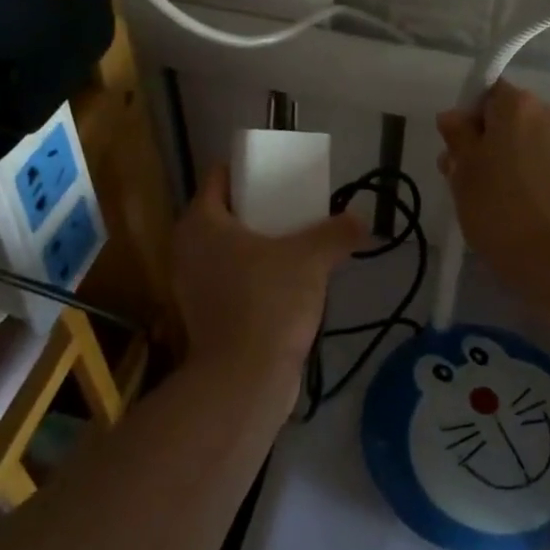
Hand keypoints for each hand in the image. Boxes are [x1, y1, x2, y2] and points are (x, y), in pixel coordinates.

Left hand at [170, 164, 364, 390]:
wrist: (244, 380)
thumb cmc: (268, 302)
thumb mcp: (310, 259)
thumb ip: (337, 233)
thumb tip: (362, 220)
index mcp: (201, 222)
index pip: (219, 176)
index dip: (248, 169)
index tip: (278, 172)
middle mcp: (187, 248)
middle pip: (224, 212)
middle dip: (257, 207)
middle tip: (293, 206)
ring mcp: (191, 285)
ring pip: (226, 248)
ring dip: (256, 243)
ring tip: (294, 243)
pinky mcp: (203, 316)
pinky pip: (229, 278)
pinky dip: (252, 274)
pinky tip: (284, 282)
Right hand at [437, 82, 549, 298]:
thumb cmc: (501, 212)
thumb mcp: (464, 174)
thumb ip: (457, 137)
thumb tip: (454, 116)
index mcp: (519, 106)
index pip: (487, 93)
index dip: (468, 118)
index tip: (458, 150)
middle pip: (511, 118)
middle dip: (488, 141)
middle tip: (469, 180)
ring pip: (530, 143)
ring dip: (511, 161)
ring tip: (495, 201)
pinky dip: (535, 179)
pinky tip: (524, 211)